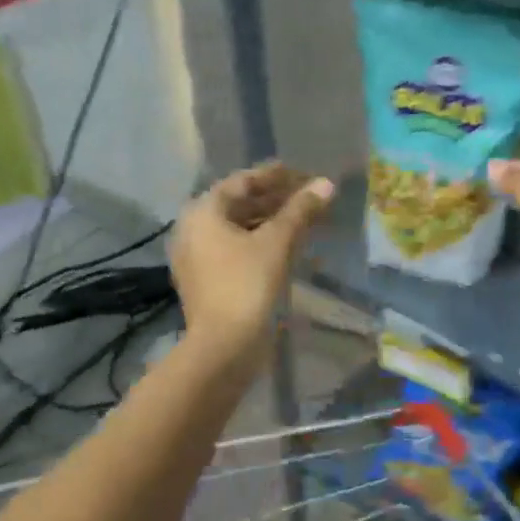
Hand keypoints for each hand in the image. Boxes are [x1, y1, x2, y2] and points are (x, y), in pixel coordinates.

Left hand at [171, 163, 334, 366]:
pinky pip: (236, 251)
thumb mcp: (277, 242)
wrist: (224, 347)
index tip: (300, 173)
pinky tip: (287, 248)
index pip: (241, 182)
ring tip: (303, 221)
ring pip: (238, 230)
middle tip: (307, 197)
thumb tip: (326, 184)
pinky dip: (260, 244)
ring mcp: (197, 258)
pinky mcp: (207, 282)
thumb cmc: (247, 285)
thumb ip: (300, 210)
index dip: (273, 176)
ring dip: (269, 223)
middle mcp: (193, 230)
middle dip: (274, 200)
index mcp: (203, 213)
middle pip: (238, 205)